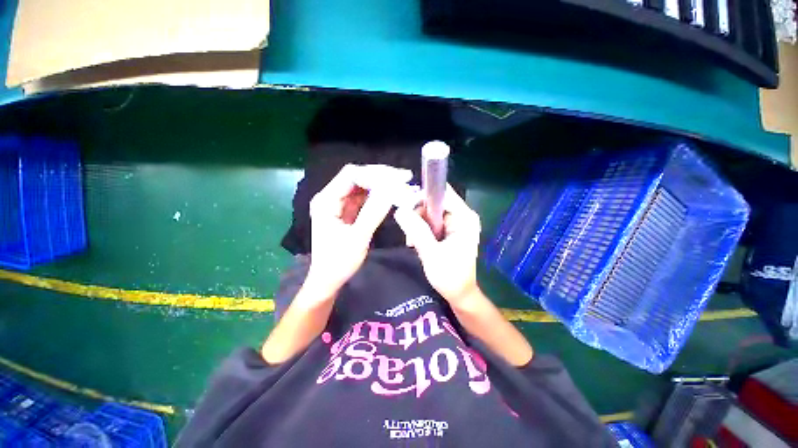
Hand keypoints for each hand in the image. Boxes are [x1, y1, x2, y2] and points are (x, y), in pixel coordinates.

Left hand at [306, 164, 412, 298]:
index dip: (375, 174)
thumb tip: (391, 190)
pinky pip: (364, 197)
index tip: (398, 179)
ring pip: (362, 185)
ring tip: (403, 185)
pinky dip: (379, 195)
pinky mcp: (347, 210)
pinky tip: (392, 195)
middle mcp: (331, 197)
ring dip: (382, 184)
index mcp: (326, 201)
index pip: (351, 175)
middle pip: (357, 176)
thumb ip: (373, 212)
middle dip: (381, 176)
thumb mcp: (358, 238)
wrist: (328, 279)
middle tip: (405, 178)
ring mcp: (339, 203)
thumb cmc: (339, 262)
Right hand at [394, 185, 481, 304]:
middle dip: (418, 215)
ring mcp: (457, 223)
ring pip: (430, 212)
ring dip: (418, 224)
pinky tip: (417, 242)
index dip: (422, 197)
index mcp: (464, 218)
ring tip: (412, 242)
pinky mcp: (451, 230)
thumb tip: (399, 210)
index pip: (442, 193)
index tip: (406, 210)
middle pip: (434, 202)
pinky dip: (422, 229)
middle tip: (409, 234)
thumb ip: (416, 230)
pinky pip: (432, 221)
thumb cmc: (450, 276)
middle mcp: (463, 216)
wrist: (460, 294)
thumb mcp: (431, 253)